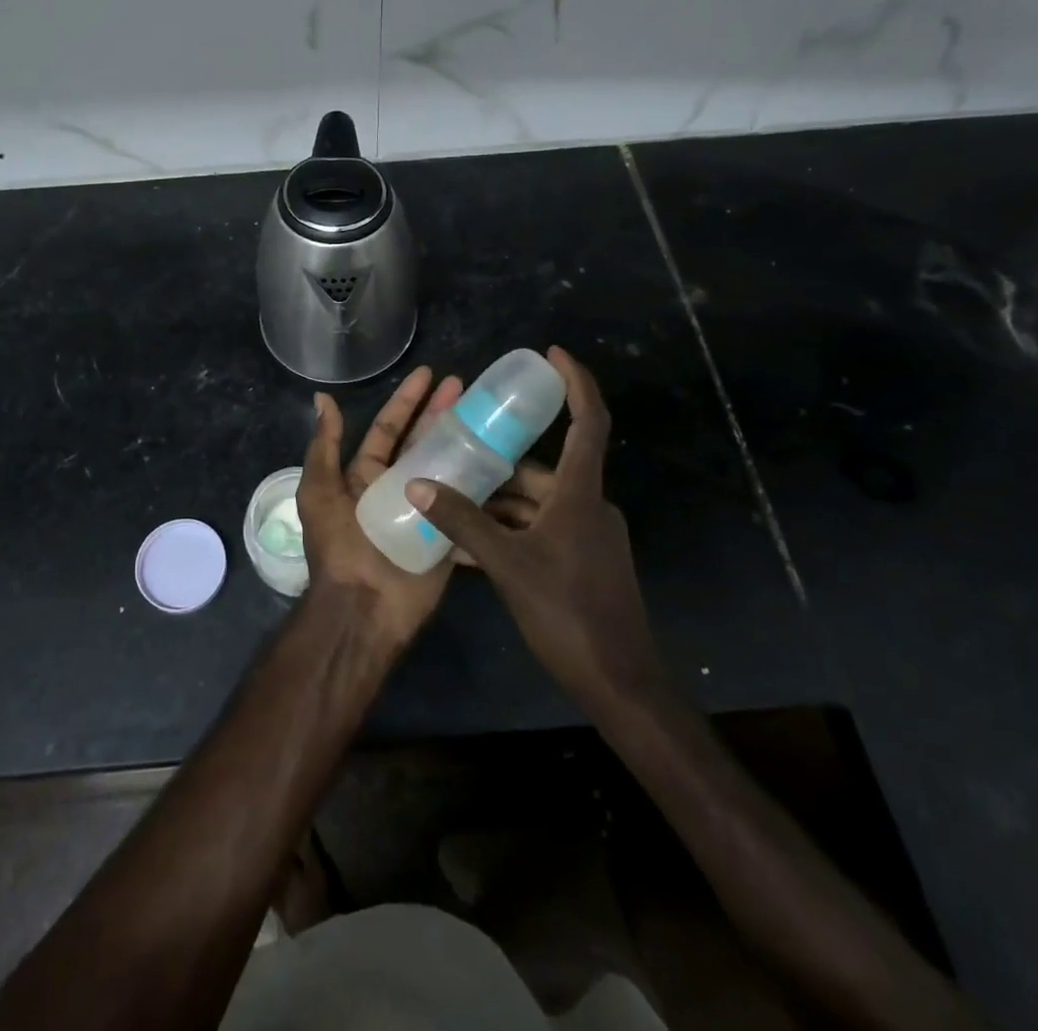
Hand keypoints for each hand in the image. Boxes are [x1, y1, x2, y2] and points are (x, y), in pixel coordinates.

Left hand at [296, 365, 463, 648]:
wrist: (364, 607)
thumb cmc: (339, 545)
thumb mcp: (320, 491)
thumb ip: (324, 446)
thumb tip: (322, 398)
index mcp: (365, 475)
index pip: (389, 428)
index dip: (407, 401)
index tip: (429, 374)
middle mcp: (396, 487)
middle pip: (423, 442)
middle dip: (441, 413)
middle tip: (466, 386)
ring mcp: (425, 509)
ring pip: (449, 467)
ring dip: (466, 442)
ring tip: (489, 417)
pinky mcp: (448, 533)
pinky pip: (467, 504)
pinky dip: (483, 486)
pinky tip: (505, 461)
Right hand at [406, 347, 664, 712]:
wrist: (620, 683)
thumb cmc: (568, 613)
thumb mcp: (507, 564)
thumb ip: (462, 522)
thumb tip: (417, 483)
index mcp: (580, 493)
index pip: (588, 421)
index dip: (576, 382)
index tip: (551, 354)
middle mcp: (588, 505)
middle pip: (543, 470)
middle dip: (499, 465)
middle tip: (456, 454)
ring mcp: (587, 536)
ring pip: (536, 504)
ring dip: (497, 504)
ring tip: (450, 503)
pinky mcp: (582, 562)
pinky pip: (540, 531)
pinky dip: (509, 532)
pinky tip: (470, 547)